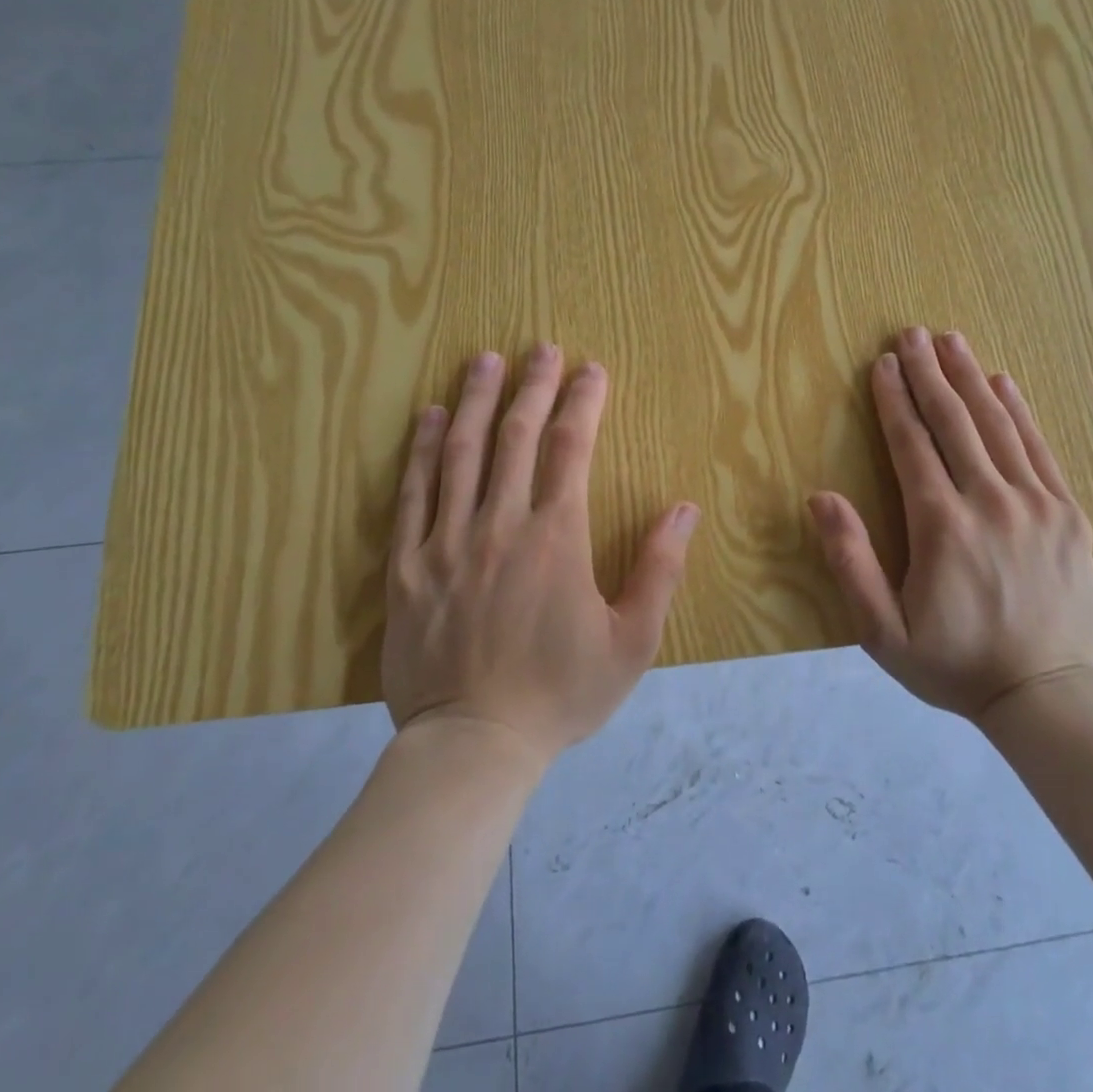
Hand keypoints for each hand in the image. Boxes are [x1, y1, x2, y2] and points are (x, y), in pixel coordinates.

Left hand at [383, 344, 699, 764]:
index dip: (583, 402)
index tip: (591, 369)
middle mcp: (500, 524)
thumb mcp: (631, 642)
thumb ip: (659, 570)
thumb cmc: (560, 693)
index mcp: (556, 537)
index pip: (570, 448)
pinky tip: (427, 417)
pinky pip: (413, 494)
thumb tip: (684, 507)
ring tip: (484, 361)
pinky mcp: (408, 565)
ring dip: (474, 401)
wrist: (473, 746)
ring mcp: (447, 541)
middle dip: (532, 386)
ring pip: (459, 453)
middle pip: (515, 436)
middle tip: (541, 347)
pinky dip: (420, 450)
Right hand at [808, 326, 1092, 719]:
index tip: (882, 363)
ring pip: (998, 425)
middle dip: (929, 372)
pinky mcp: (1069, 514)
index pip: (912, 444)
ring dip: (971, 378)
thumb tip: (821, 497)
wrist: (1050, 696)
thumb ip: (851, 562)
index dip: (894, 400)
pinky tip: (1004, 382)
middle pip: (954, 421)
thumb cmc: (955, 664)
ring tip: (951, 341)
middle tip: (911, 333)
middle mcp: (991, 502)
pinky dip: (1019, 411)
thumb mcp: (883, 631)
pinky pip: (1040, 449)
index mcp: (943, 526)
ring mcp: (1038, 504)